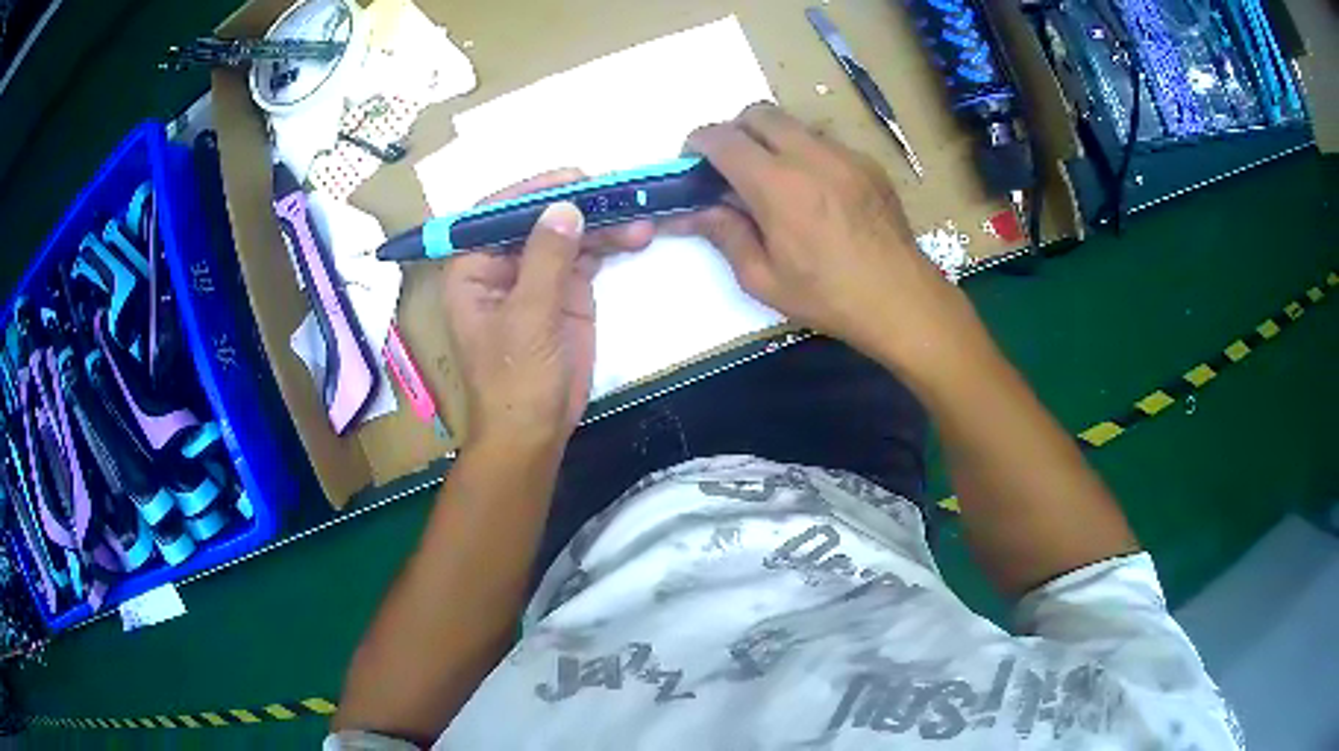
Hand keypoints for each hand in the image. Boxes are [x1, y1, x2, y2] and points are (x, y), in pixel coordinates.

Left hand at [441, 170, 653, 451]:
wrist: (535, 431)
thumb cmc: (514, 380)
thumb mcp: (527, 317)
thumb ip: (545, 259)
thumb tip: (565, 207)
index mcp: (473, 268)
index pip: (495, 214)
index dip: (532, 191)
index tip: (573, 179)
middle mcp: (503, 264)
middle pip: (538, 219)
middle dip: (577, 205)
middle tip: (617, 194)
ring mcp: (537, 277)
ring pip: (568, 234)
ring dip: (602, 223)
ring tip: (638, 218)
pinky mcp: (566, 292)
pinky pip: (588, 256)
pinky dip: (611, 244)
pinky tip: (636, 235)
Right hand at [669, 103, 971, 366]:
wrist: (901, 299)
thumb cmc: (828, 296)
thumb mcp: (763, 279)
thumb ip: (725, 235)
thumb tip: (696, 211)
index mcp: (777, 186)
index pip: (724, 139)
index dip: (698, 142)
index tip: (693, 160)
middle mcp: (810, 156)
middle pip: (759, 113)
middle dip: (735, 130)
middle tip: (732, 165)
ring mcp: (845, 155)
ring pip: (795, 123)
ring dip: (773, 139)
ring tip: (777, 179)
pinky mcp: (869, 163)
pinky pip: (827, 141)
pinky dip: (808, 153)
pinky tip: (817, 191)